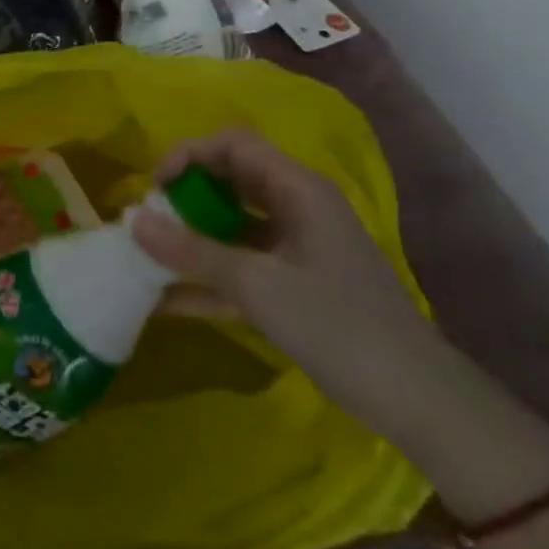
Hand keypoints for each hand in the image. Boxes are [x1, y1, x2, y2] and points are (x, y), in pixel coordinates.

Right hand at [131, 129, 445, 431]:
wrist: (416, 402)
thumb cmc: (338, 326)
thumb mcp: (257, 285)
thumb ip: (192, 251)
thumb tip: (133, 221)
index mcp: (298, 191)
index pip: (233, 145)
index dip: (189, 155)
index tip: (156, 187)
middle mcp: (295, 209)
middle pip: (227, 182)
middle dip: (182, 197)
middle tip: (147, 221)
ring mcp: (292, 249)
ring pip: (227, 227)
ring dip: (186, 239)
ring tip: (143, 256)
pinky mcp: (288, 285)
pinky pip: (235, 268)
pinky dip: (202, 279)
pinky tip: (161, 301)